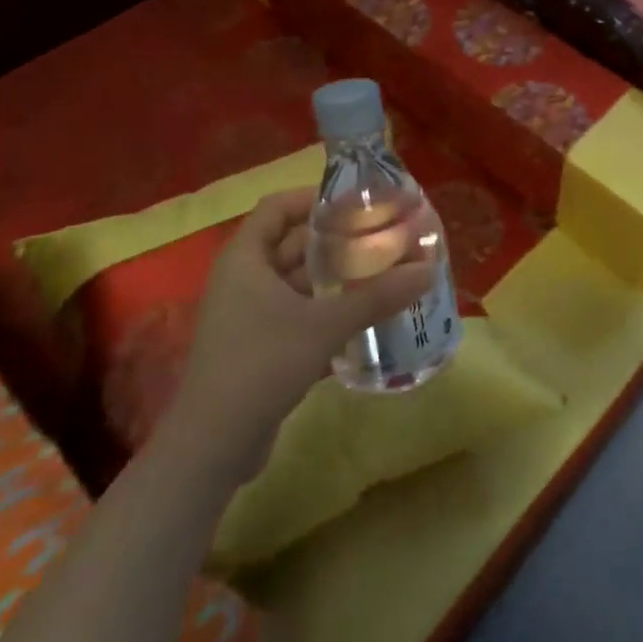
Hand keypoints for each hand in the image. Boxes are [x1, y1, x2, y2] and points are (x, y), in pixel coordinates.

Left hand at [167, 189, 433, 477]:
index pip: (277, 207)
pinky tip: (360, 314)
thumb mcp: (325, 325)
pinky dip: (324, 308)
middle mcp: (242, 279)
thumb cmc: (262, 364)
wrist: (213, 443)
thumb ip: (377, 296)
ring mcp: (247, 314)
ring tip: (379, 271)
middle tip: (380, 236)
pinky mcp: (257, 346)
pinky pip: (294, 312)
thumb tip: (428, 270)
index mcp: (245, 259)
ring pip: (295, 281)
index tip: (356, 201)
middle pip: (290, 243)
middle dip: (334, 239)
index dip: (314, 198)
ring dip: (333, 276)